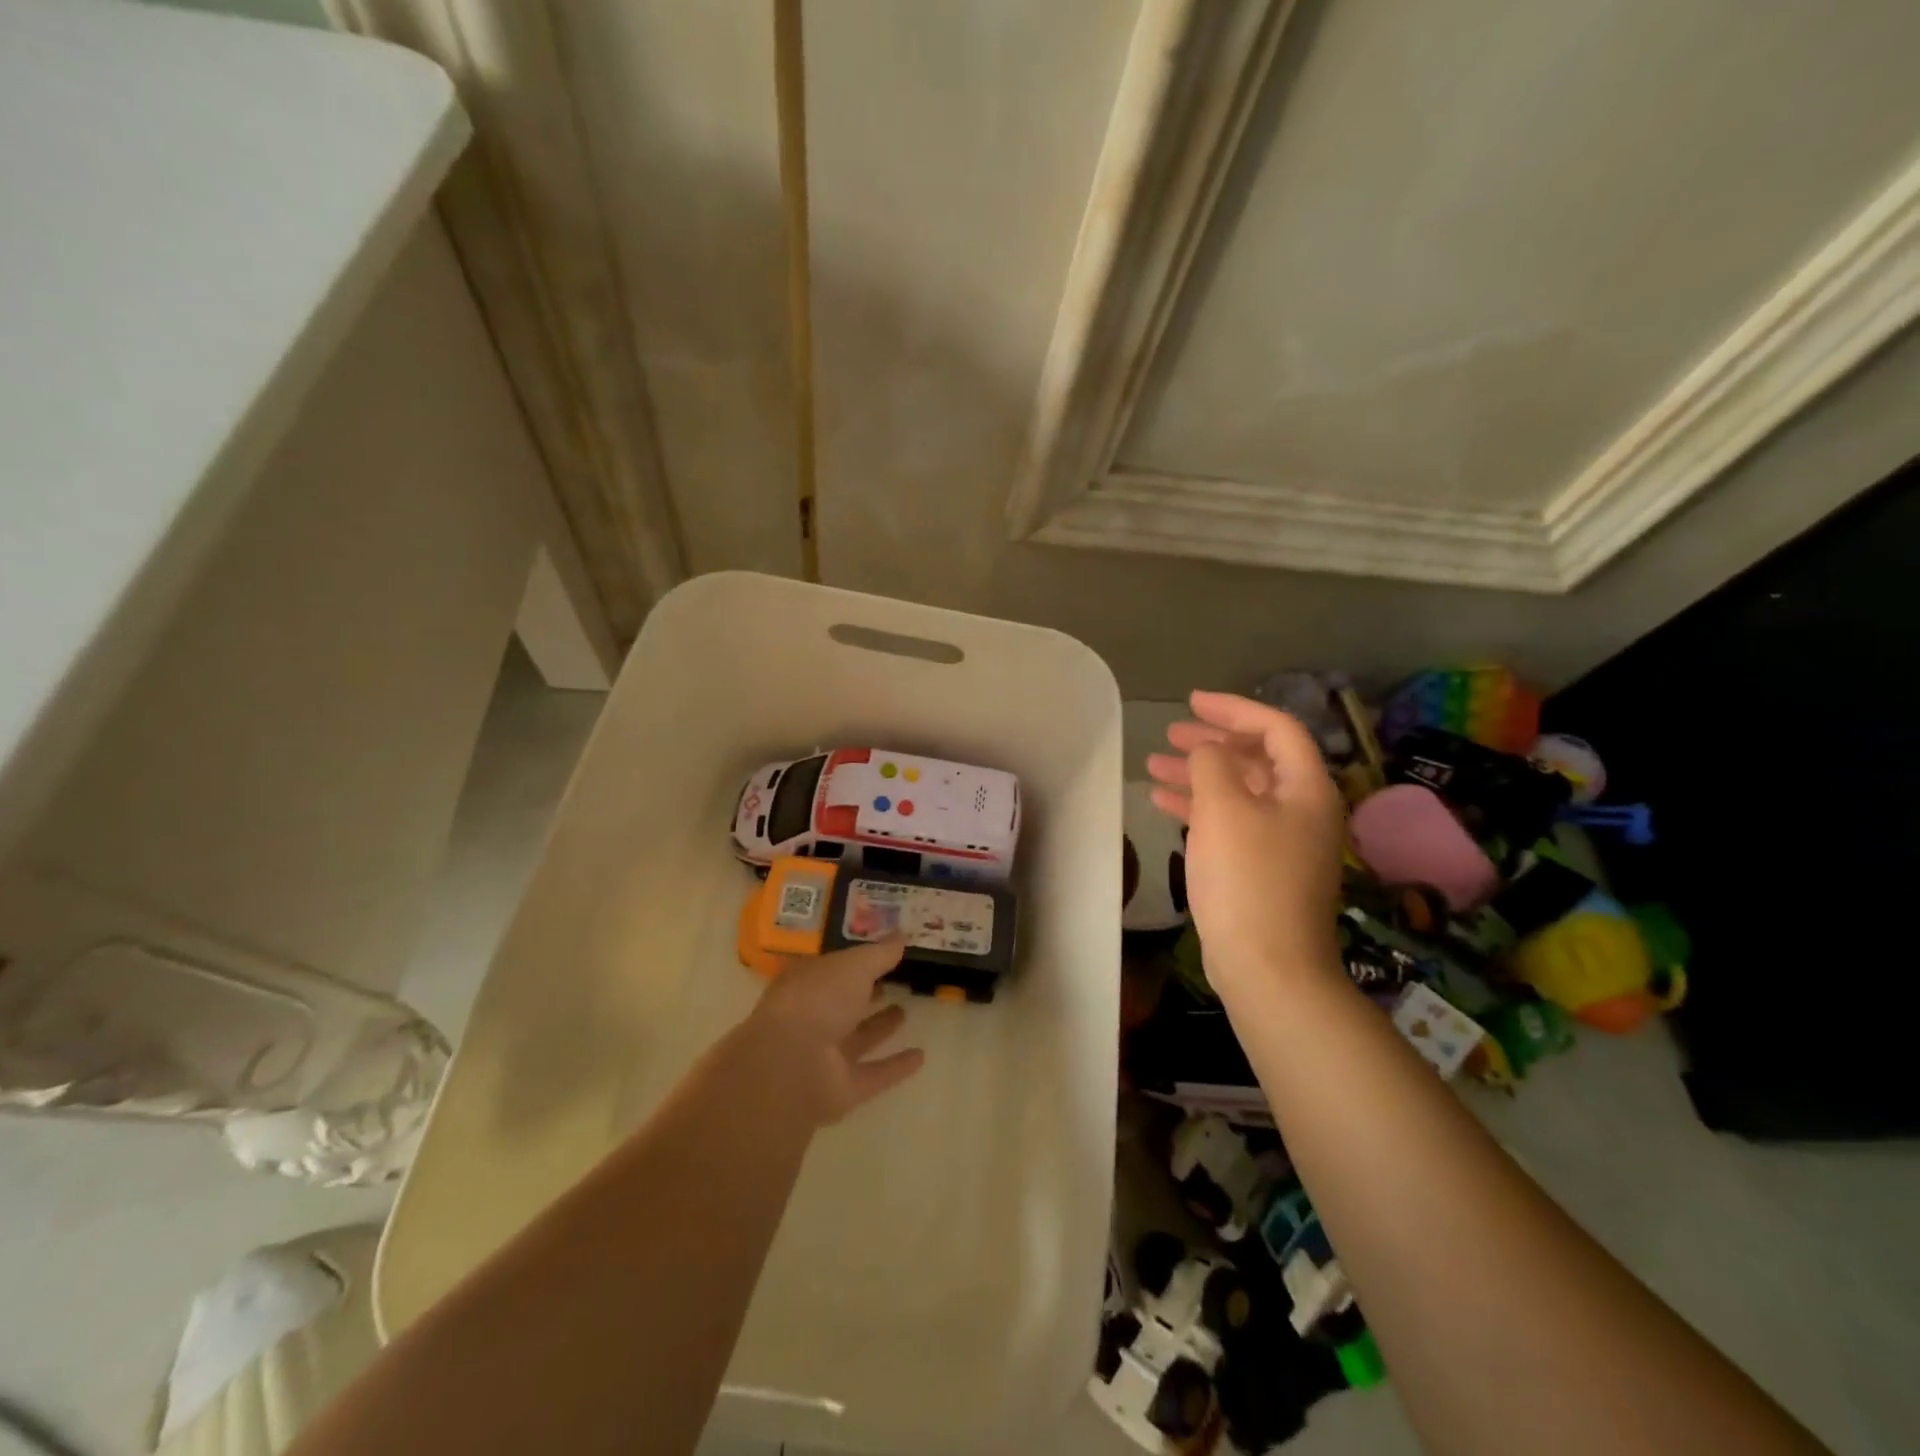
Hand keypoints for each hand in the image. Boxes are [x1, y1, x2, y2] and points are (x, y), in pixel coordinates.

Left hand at [739, 938, 924, 1125]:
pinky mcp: (840, 1089)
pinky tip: (921, 1056)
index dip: (855, 959)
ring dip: (879, 1027)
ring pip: (856, 1038)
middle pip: (843, 1003)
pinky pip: (873, 1074)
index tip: (882, 951)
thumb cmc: (818, 1000)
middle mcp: (812, 1017)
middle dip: (866, 993)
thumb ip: (880, 952)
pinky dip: (895, 1067)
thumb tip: (902, 933)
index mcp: (806, 983)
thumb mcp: (854, 964)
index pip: (833, 967)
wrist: (789, 1066)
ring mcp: (824, 1056)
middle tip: (896, 980)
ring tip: (905, 1011)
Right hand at [1146, 691, 1347, 998]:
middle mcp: (1301, 809)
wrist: (1268, 966)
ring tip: (1154, 765)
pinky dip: (1199, 807)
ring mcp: (1283, 842)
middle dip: (1212, 742)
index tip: (1191, 702)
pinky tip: (1164, 803)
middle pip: (1257, 758)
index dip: (1234, 709)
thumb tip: (1208, 751)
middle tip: (1170, 734)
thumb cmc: (1247, 878)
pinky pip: (1231, 822)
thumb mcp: (1223, 809)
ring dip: (1199, 774)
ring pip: (1239, 791)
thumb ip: (1211, 764)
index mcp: (1306, 788)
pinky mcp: (1263, 869)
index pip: (1276, 728)